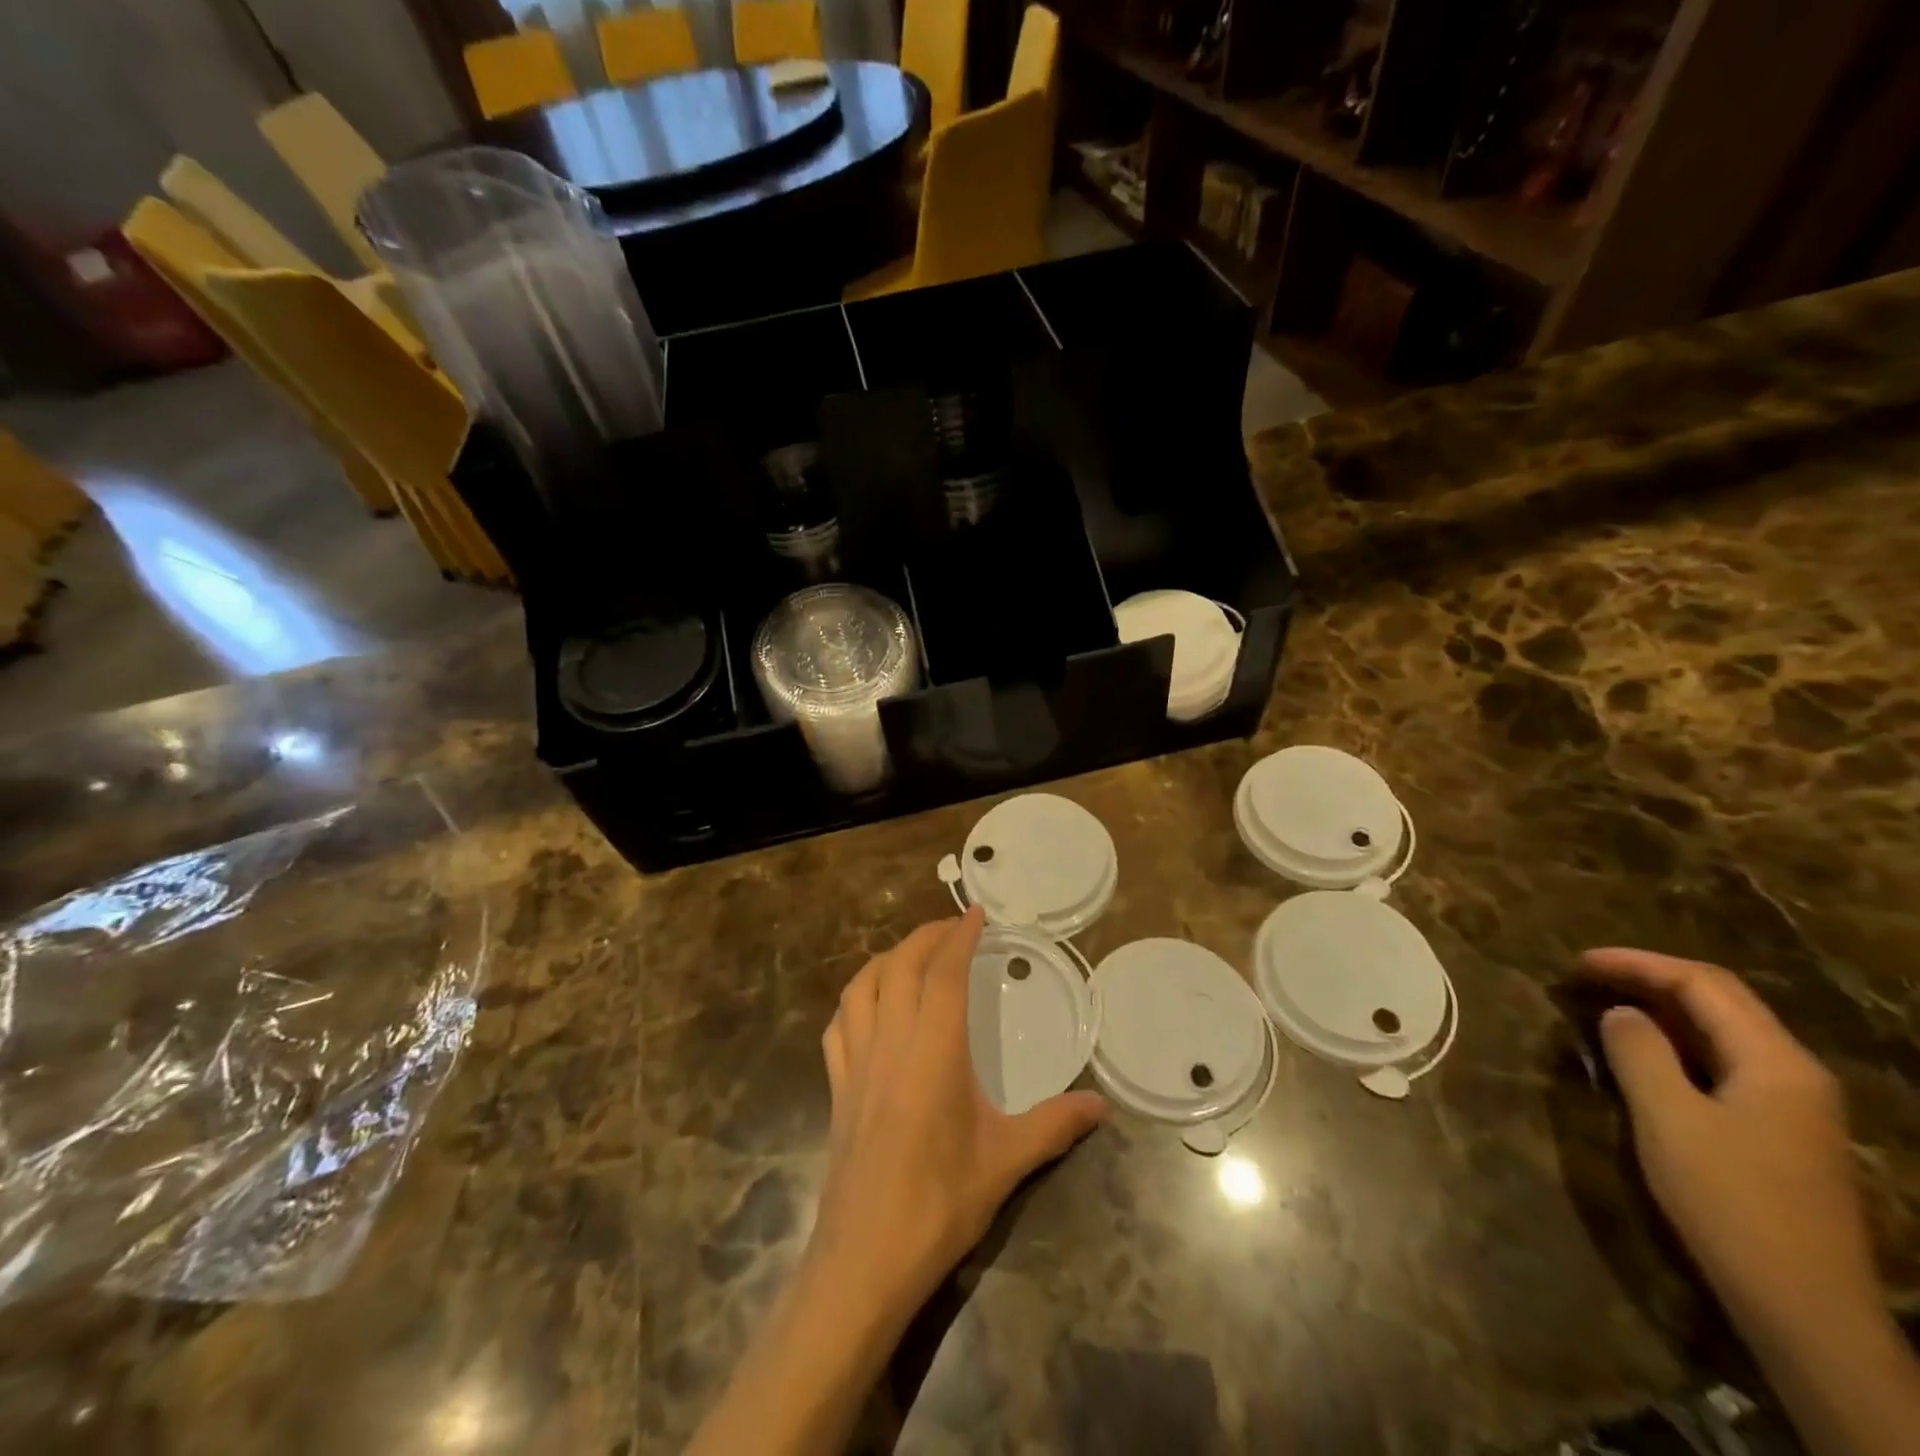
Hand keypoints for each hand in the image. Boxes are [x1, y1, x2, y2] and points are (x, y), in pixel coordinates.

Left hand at [808, 908, 1107, 1319]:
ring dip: (887, 959)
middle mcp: (890, 1042)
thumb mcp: (1006, 1162)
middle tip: (953, 927)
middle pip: (900, 967)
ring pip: (862, 987)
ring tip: (912, 955)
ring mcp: (856, 1063)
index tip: (975, 913)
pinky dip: (855, 1000)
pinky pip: (839, 1025)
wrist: (865, 1259)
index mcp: (933, 1051)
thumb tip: (1103, 1105)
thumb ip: (1054, 1125)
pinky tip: (869, 1007)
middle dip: (926, 936)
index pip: (943, 973)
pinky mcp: (837, 1087)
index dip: (958, 936)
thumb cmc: (939, 1203)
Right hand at [1580, 948, 1873, 1326]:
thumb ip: (1638, 1052)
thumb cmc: (1730, 1201)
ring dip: (1661, 1009)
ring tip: (1603, 1003)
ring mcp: (1793, 1106)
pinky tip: (1642, 1051)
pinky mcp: (1779, 1132)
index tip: (1577, 963)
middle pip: (1719, 1002)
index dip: (1636, 963)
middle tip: (1584, 977)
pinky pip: (1722, 1062)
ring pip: (1721, 1032)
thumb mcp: (1667, 1118)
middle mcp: (1795, 1073)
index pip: (1703, 984)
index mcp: (1776, 1062)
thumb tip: (1621, 1013)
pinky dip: (1675, 1042)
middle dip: (1648, 979)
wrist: (1803, 1306)